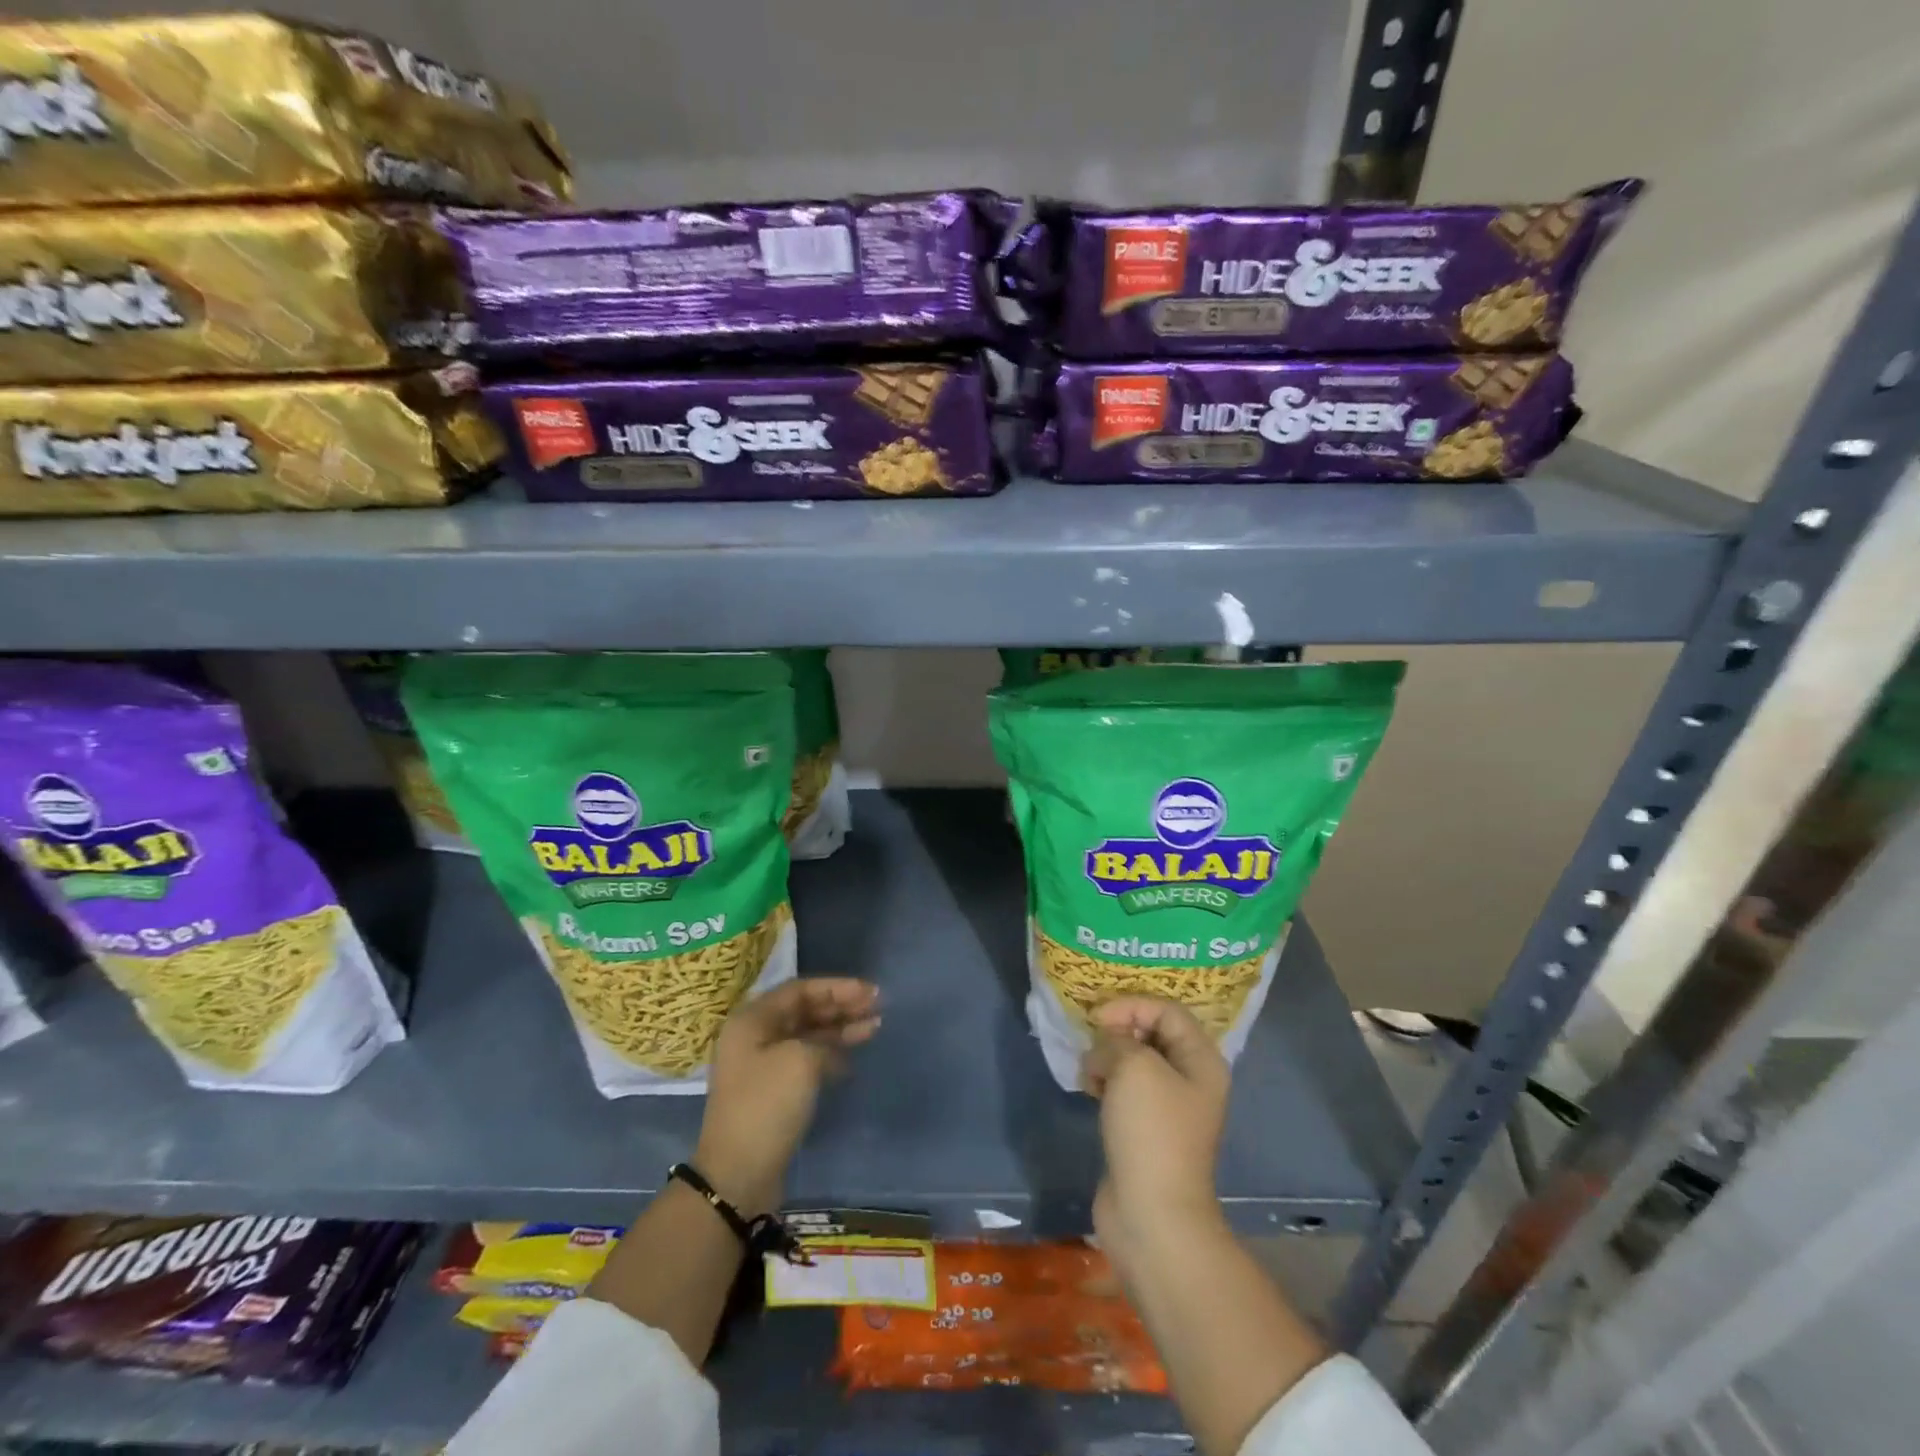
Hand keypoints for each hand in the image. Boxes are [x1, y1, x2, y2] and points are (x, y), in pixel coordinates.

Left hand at [695, 977, 879, 1216]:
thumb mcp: (800, 1059)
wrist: (737, 1174)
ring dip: (841, 1028)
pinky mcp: (773, 1090)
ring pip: (808, 1034)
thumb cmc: (766, 1105)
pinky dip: (831, 1053)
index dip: (837, 987)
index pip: (800, 989)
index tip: (870, 991)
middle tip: (877, 1005)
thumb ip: (823, 1038)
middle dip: (842, 1005)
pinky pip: (807, 1058)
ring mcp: (763, 1064)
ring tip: (875, 1025)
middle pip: (805, 1009)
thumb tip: (831, 1046)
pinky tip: (853, 1056)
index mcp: (752, 1019)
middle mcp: (755, 1036)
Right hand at [1081, 998, 1230, 1272]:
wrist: (1152, 1214)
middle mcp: (1190, 1079)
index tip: (1098, 1019)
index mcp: (1201, 1060)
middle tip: (1092, 1044)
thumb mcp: (1134, 1066)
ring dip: (1107, 1058)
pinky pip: (1124, 1088)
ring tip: (1089, 1073)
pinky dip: (1105, 1082)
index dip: (1131, 1006)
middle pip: (1150, 1033)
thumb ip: (1117, 1039)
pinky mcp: (1144, 1128)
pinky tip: (1089, 1089)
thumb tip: (1106, 1049)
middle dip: (1117, 1032)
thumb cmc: (1151, 1131)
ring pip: (1133, 1061)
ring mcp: (1168, 1106)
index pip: (1167, 1010)